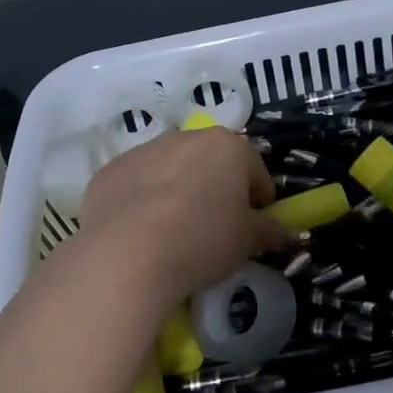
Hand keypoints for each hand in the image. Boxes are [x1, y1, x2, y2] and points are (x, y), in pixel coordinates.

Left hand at [76, 127, 288, 308]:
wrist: (126, 255)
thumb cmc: (202, 239)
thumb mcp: (247, 241)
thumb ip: (269, 230)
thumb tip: (284, 232)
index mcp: (226, 146)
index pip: (254, 168)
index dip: (259, 198)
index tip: (256, 224)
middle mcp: (184, 138)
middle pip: (210, 163)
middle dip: (216, 189)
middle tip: (216, 227)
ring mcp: (142, 151)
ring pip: (170, 170)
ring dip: (177, 191)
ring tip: (174, 232)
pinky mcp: (109, 171)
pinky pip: (136, 185)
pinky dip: (142, 202)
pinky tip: (141, 234)